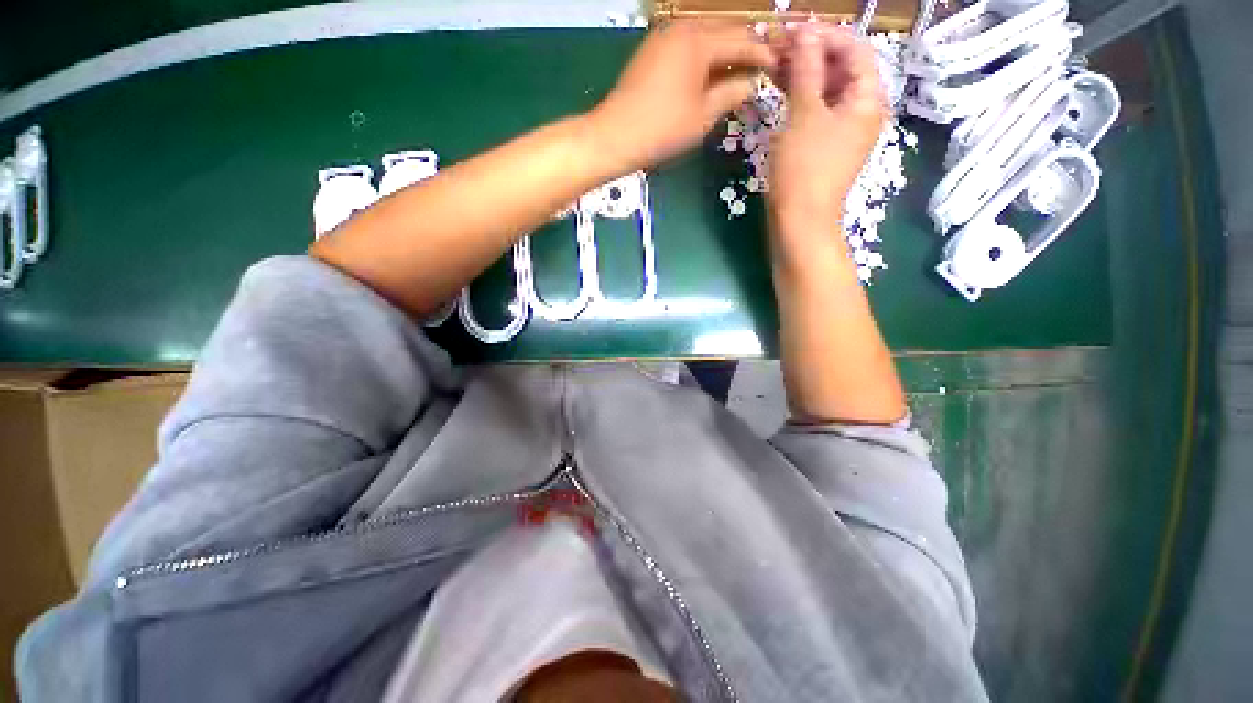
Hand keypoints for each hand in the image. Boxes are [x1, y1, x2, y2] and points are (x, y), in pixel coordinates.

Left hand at [588, 22, 775, 172]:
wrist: (615, 136)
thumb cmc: (661, 130)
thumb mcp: (703, 117)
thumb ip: (732, 93)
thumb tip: (753, 83)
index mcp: (699, 41)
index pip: (742, 40)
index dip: (763, 54)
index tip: (780, 68)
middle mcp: (683, 29)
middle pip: (725, 31)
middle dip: (747, 49)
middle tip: (763, 69)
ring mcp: (665, 37)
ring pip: (707, 37)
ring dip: (726, 53)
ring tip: (741, 74)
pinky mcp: (654, 51)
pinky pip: (689, 46)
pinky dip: (705, 58)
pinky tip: (713, 75)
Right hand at [768, 25, 886, 230]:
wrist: (799, 221)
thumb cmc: (804, 168)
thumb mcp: (804, 114)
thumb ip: (807, 70)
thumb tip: (806, 33)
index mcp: (867, 99)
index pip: (855, 50)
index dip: (826, 35)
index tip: (794, 30)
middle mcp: (861, 110)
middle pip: (841, 69)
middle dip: (812, 53)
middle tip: (779, 46)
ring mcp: (842, 130)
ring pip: (826, 90)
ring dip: (803, 74)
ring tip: (774, 64)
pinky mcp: (824, 145)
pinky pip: (816, 110)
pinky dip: (800, 97)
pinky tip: (780, 90)